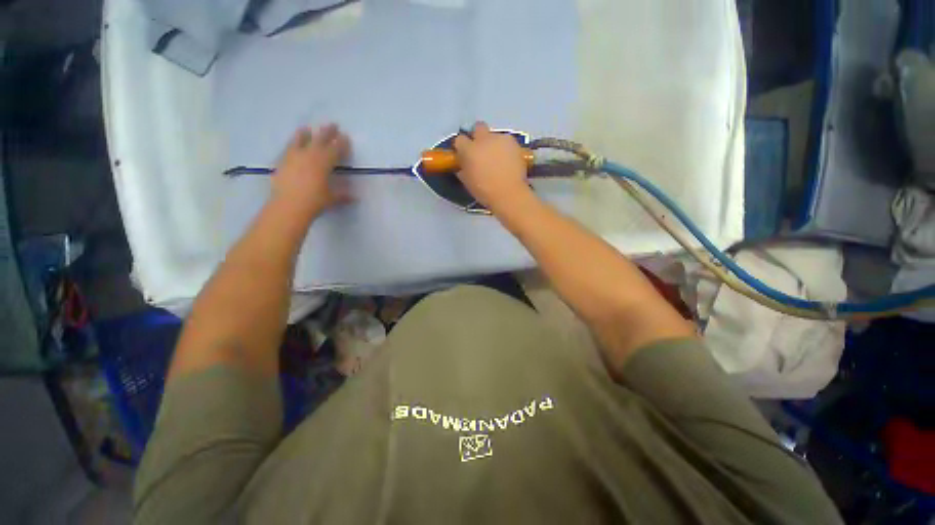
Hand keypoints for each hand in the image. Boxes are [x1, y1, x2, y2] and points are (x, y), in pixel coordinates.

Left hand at [271, 124, 352, 219]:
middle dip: (328, 133)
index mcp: (324, 163)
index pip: (336, 149)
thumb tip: (354, 197)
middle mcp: (310, 155)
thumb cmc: (315, 201)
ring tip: (306, 128)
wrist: (289, 206)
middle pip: (320, 141)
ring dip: (305, 134)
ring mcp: (294, 157)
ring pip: (300, 141)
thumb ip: (343, 195)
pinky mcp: (282, 162)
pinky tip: (293, 144)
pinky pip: (288, 149)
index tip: (346, 137)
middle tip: (333, 124)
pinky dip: (292, 144)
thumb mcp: (332, 198)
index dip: (342, 143)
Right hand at [453, 122, 532, 211]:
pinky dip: (505, 148)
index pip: (459, 140)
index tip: (464, 154)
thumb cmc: (485, 191)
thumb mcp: (468, 182)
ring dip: (493, 143)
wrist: (509, 193)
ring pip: (494, 135)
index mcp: (469, 150)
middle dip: (478, 135)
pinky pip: (506, 141)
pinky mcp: (513, 142)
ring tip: (498, 158)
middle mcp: (483, 140)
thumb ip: (463, 169)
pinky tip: (508, 159)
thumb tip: (462, 165)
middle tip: (481, 150)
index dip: (461, 147)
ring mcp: (499, 139)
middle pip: (478, 127)